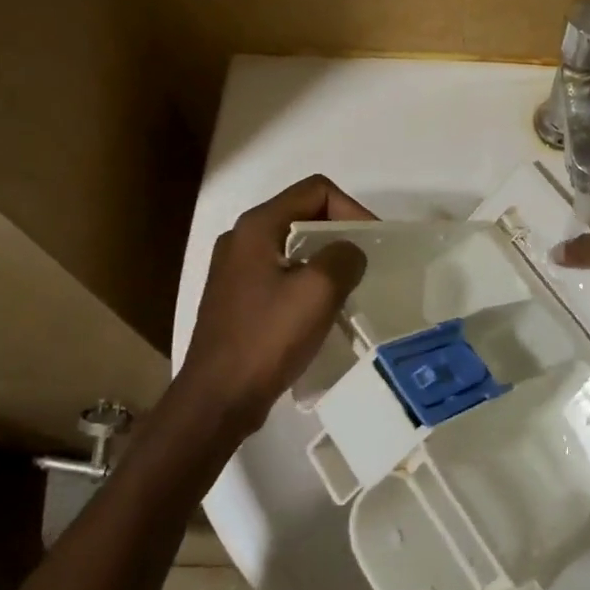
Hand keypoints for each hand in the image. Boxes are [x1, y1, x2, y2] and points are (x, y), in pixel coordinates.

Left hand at [179, 175, 374, 433]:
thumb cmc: (266, 338)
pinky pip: (282, 273)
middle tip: (367, 262)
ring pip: (294, 245)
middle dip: (340, 233)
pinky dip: (308, 281)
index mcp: (257, 226)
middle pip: (304, 213)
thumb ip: (344, 258)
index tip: (372, 243)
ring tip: (350, 286)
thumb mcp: (318, 291)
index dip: (351, 208)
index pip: (316, 190)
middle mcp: (242, 238)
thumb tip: (349, 254)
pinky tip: (322, 309)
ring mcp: (236, 269)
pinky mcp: (238, 298)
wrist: (217, 400)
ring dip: (326, 259)